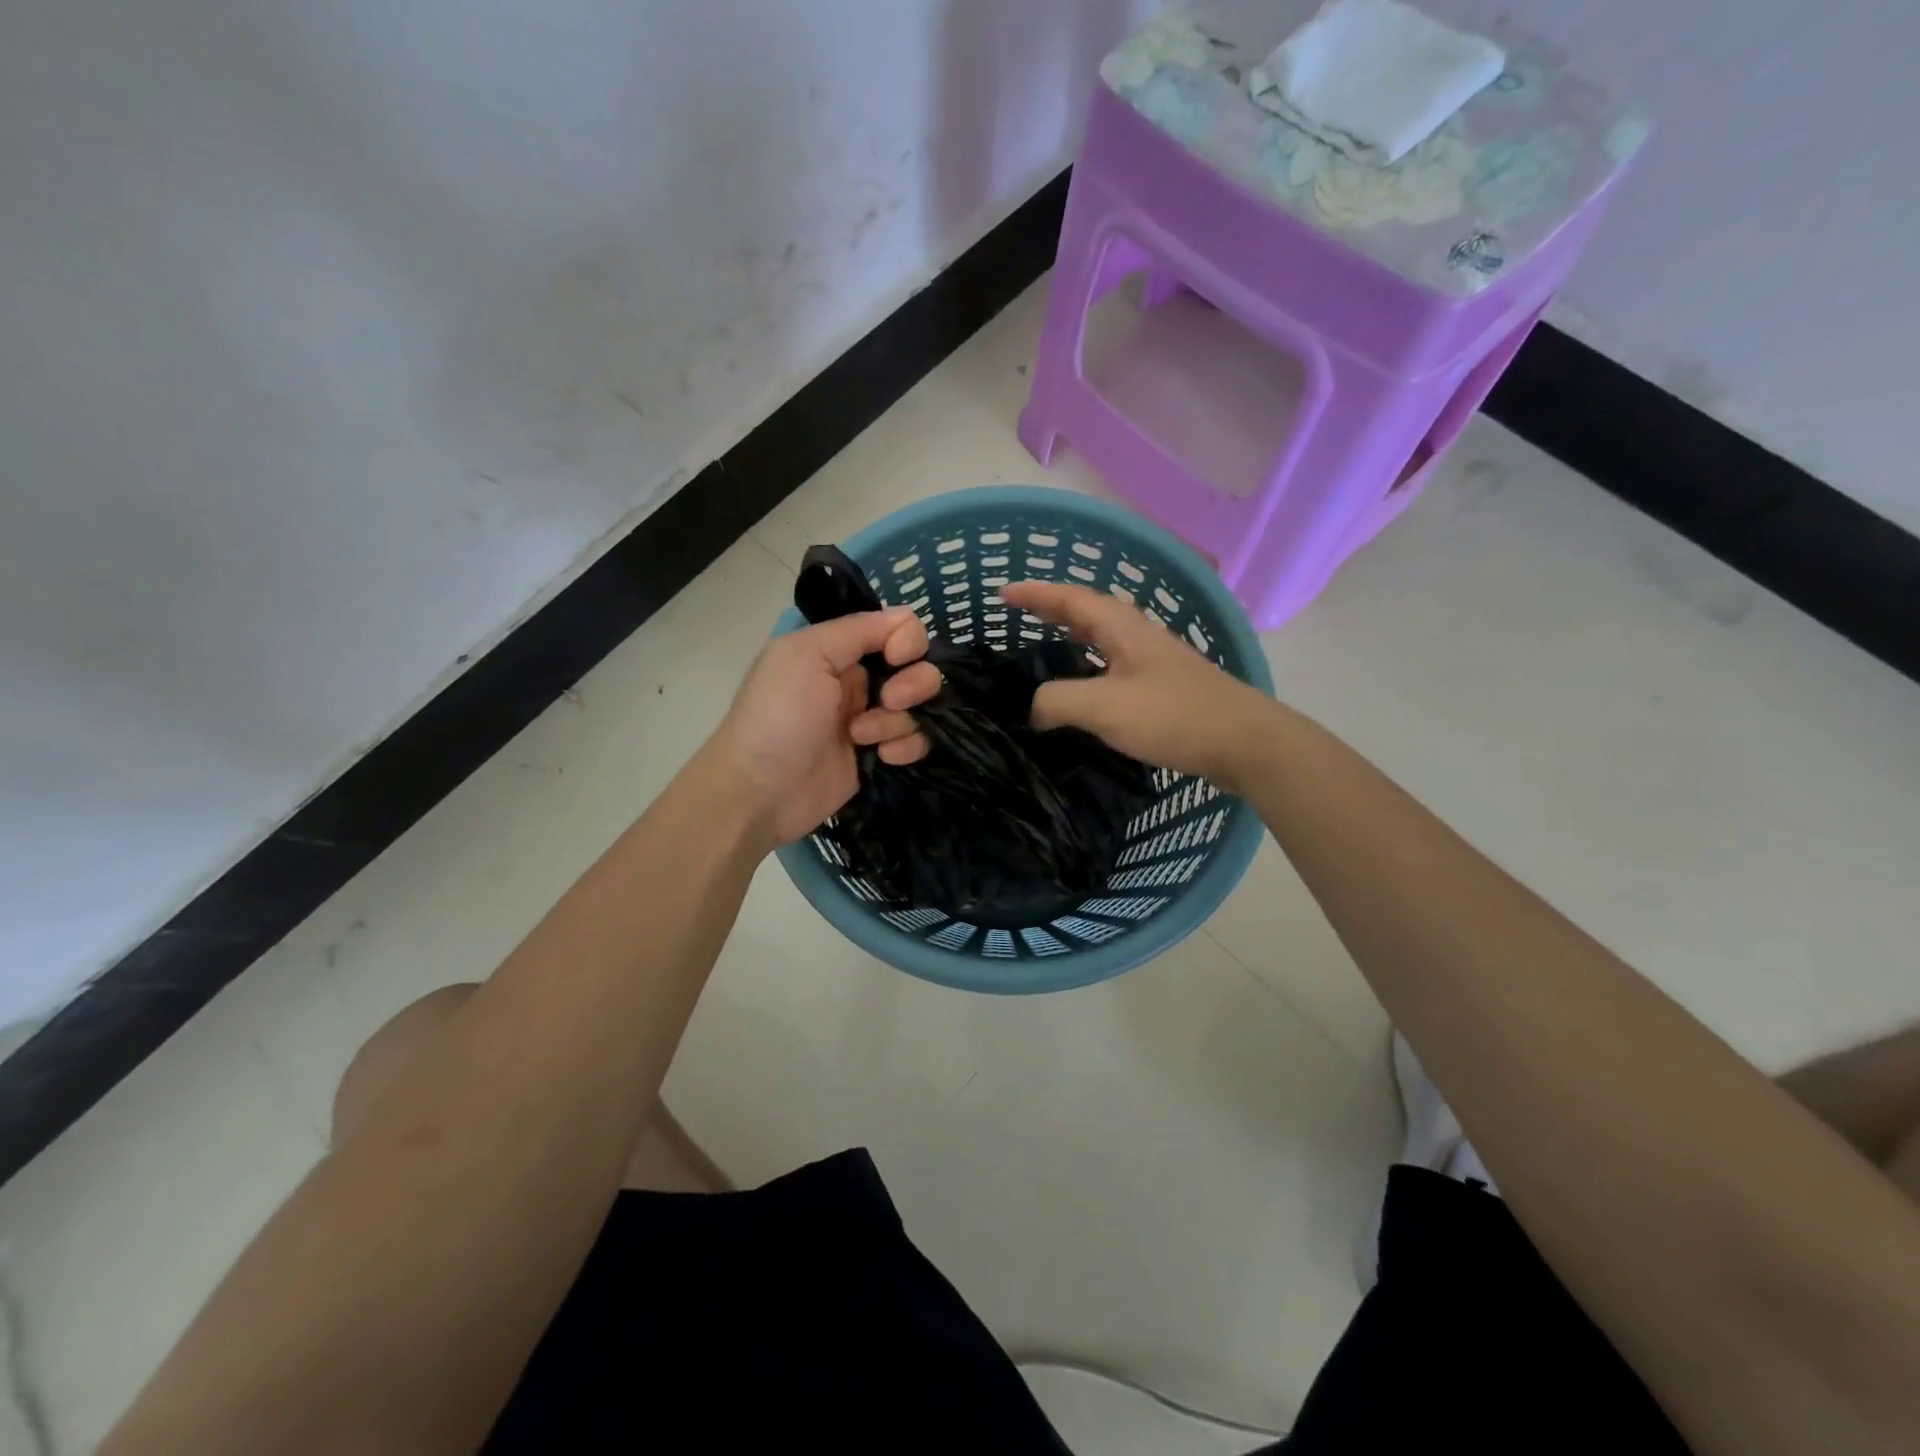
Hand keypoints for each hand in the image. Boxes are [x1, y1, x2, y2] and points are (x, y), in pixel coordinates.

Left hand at [709, 609, 940, 845]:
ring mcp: (871, 719)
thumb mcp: (805, 656)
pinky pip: (915, 740)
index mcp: (838, 649)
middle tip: (887, 702)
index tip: (897, 658)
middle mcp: (858, 679)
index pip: (898, 628)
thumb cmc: (777, 717)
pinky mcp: (879, 755)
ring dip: (899, 721)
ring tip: (864, 738)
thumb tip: (907, 618)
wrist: (760, 792)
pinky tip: (882, 757)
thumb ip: (858, 630)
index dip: (907, 641)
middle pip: (917, 667)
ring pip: (919, 706)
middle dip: (912, 684)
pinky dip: (907, 746)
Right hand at [1003, 580, 1274, 790]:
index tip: (1002, 593)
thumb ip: (1057, 701)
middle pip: (1086, 612)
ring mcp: (1153, 660)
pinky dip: (1087, 665)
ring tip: (1042, 648)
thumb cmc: (1173, 716)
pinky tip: (1082, 688)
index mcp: (1122, 628)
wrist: (1243, 742)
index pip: (1069, 599)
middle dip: (1050, 609)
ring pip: (1101, 639)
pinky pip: (1112, 665)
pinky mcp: (1162, 686)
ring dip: (1070, 637)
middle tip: (1018, 614)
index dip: (1035, 594)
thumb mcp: (1104, 706)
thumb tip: (1034, 709)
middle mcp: (1137, 635)